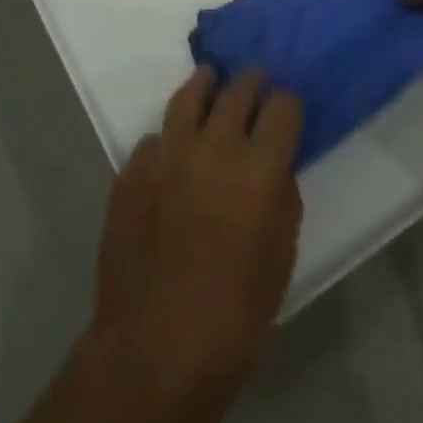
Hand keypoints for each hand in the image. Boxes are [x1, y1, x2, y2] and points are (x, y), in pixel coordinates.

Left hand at [87, 68, 302, 412]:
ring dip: (205, 85)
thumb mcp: (280, 255)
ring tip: (210, 77)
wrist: (156, 345)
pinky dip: (170, 137)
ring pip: (189, 97)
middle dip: (251, 82)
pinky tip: (173, 148)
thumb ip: (281, 196)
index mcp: (259, 167)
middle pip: (238, 91)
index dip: (288, 104)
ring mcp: (168, 152)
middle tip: (256, 79)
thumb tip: (273, 166)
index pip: (282, 107)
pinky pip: (156, 137)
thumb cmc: (236, 313)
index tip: (287, 107)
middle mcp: (214, 145)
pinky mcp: (134, 167)